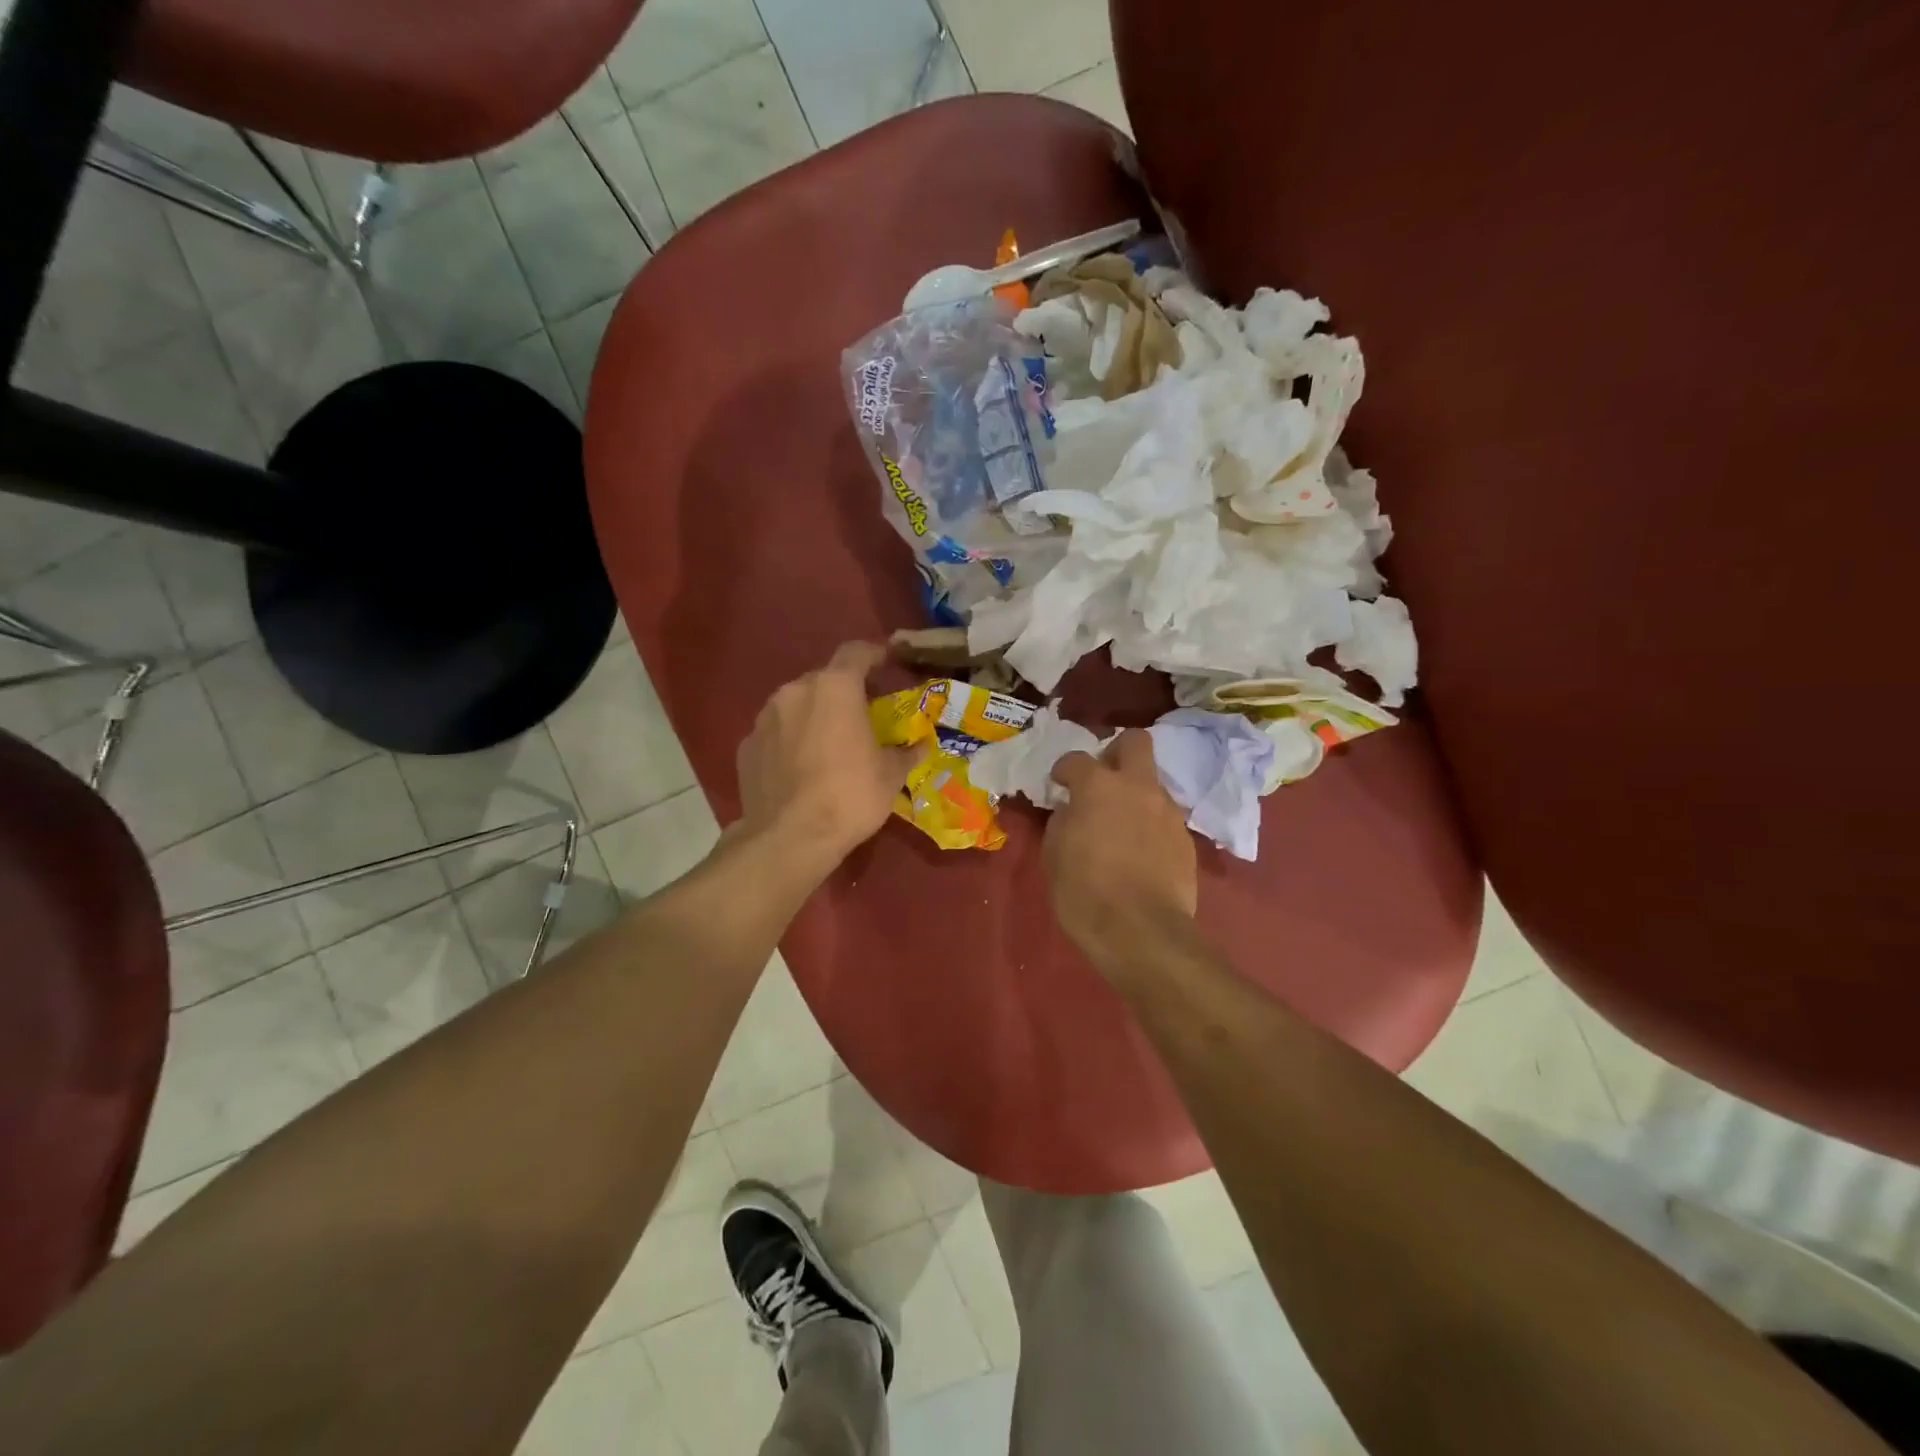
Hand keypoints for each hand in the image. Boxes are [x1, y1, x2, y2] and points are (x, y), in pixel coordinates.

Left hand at [735, 642, 916, 869]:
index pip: (856, 652)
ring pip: (796, 705)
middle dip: (843, 692)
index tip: (887, 662)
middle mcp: (795, 692)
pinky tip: (801, 768)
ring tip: (829, 743)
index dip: (874, 654)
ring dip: (814, 716)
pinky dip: (790, 741)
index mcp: (835, 688)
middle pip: (824, 680)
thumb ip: (906, 752)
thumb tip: (920, 746)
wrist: (789, 838)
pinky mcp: (746, 747)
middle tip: (861, 715)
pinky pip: (776, 734)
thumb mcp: (891, 776)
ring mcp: (765, 719)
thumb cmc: (849, 796)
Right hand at [1045, 730, 1197, 972]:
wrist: (1141, 932)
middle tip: (1102, 779)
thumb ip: (1063, 821)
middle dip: (1116, 752)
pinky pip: (1163, 817)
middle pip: (1135, 742)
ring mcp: (1167, 811)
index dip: (1063, 770)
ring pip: (1152, 783)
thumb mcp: (1054, 855)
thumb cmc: (1085, 892)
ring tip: (1120, 825)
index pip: (1076, 759)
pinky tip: (1139, 851)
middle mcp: (1138, 788)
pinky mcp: (1185, 838)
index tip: (1059, 785)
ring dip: (1135, 794)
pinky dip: (1150, 824)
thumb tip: (1072, 810)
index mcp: (1098, 786)